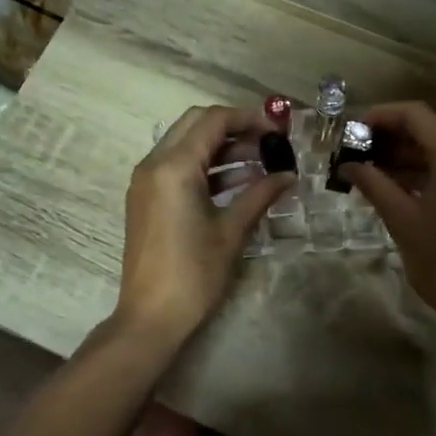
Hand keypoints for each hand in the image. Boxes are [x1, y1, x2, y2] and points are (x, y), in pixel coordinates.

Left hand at [116, 105, 293, 345]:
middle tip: (268, 142)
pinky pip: (178, 169)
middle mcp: (154, 164)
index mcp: (173, 167)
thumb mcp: (232, 231)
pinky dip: (207, 169)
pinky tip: (240, 182)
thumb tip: (288, 175)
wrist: (151, 316)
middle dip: (234, 128)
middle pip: (196, 125)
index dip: (248, 118)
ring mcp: (147, 182)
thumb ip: (260, 194)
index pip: (213, 120)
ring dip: (222, 149)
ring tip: (262, 162)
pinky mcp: (147, 200)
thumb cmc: (194, 273)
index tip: (278, 130)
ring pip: (186, 146)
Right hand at [342, 101, 435, 330]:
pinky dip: (430, 169)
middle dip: (393, 136)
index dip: (381, 116)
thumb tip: (347, 165)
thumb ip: (373, 183)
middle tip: (359, 151)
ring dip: (410, 154)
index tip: (353, 130)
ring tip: (373, 170)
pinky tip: (400, 184)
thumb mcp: (401, 220)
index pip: (416, 115)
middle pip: (432, 127)